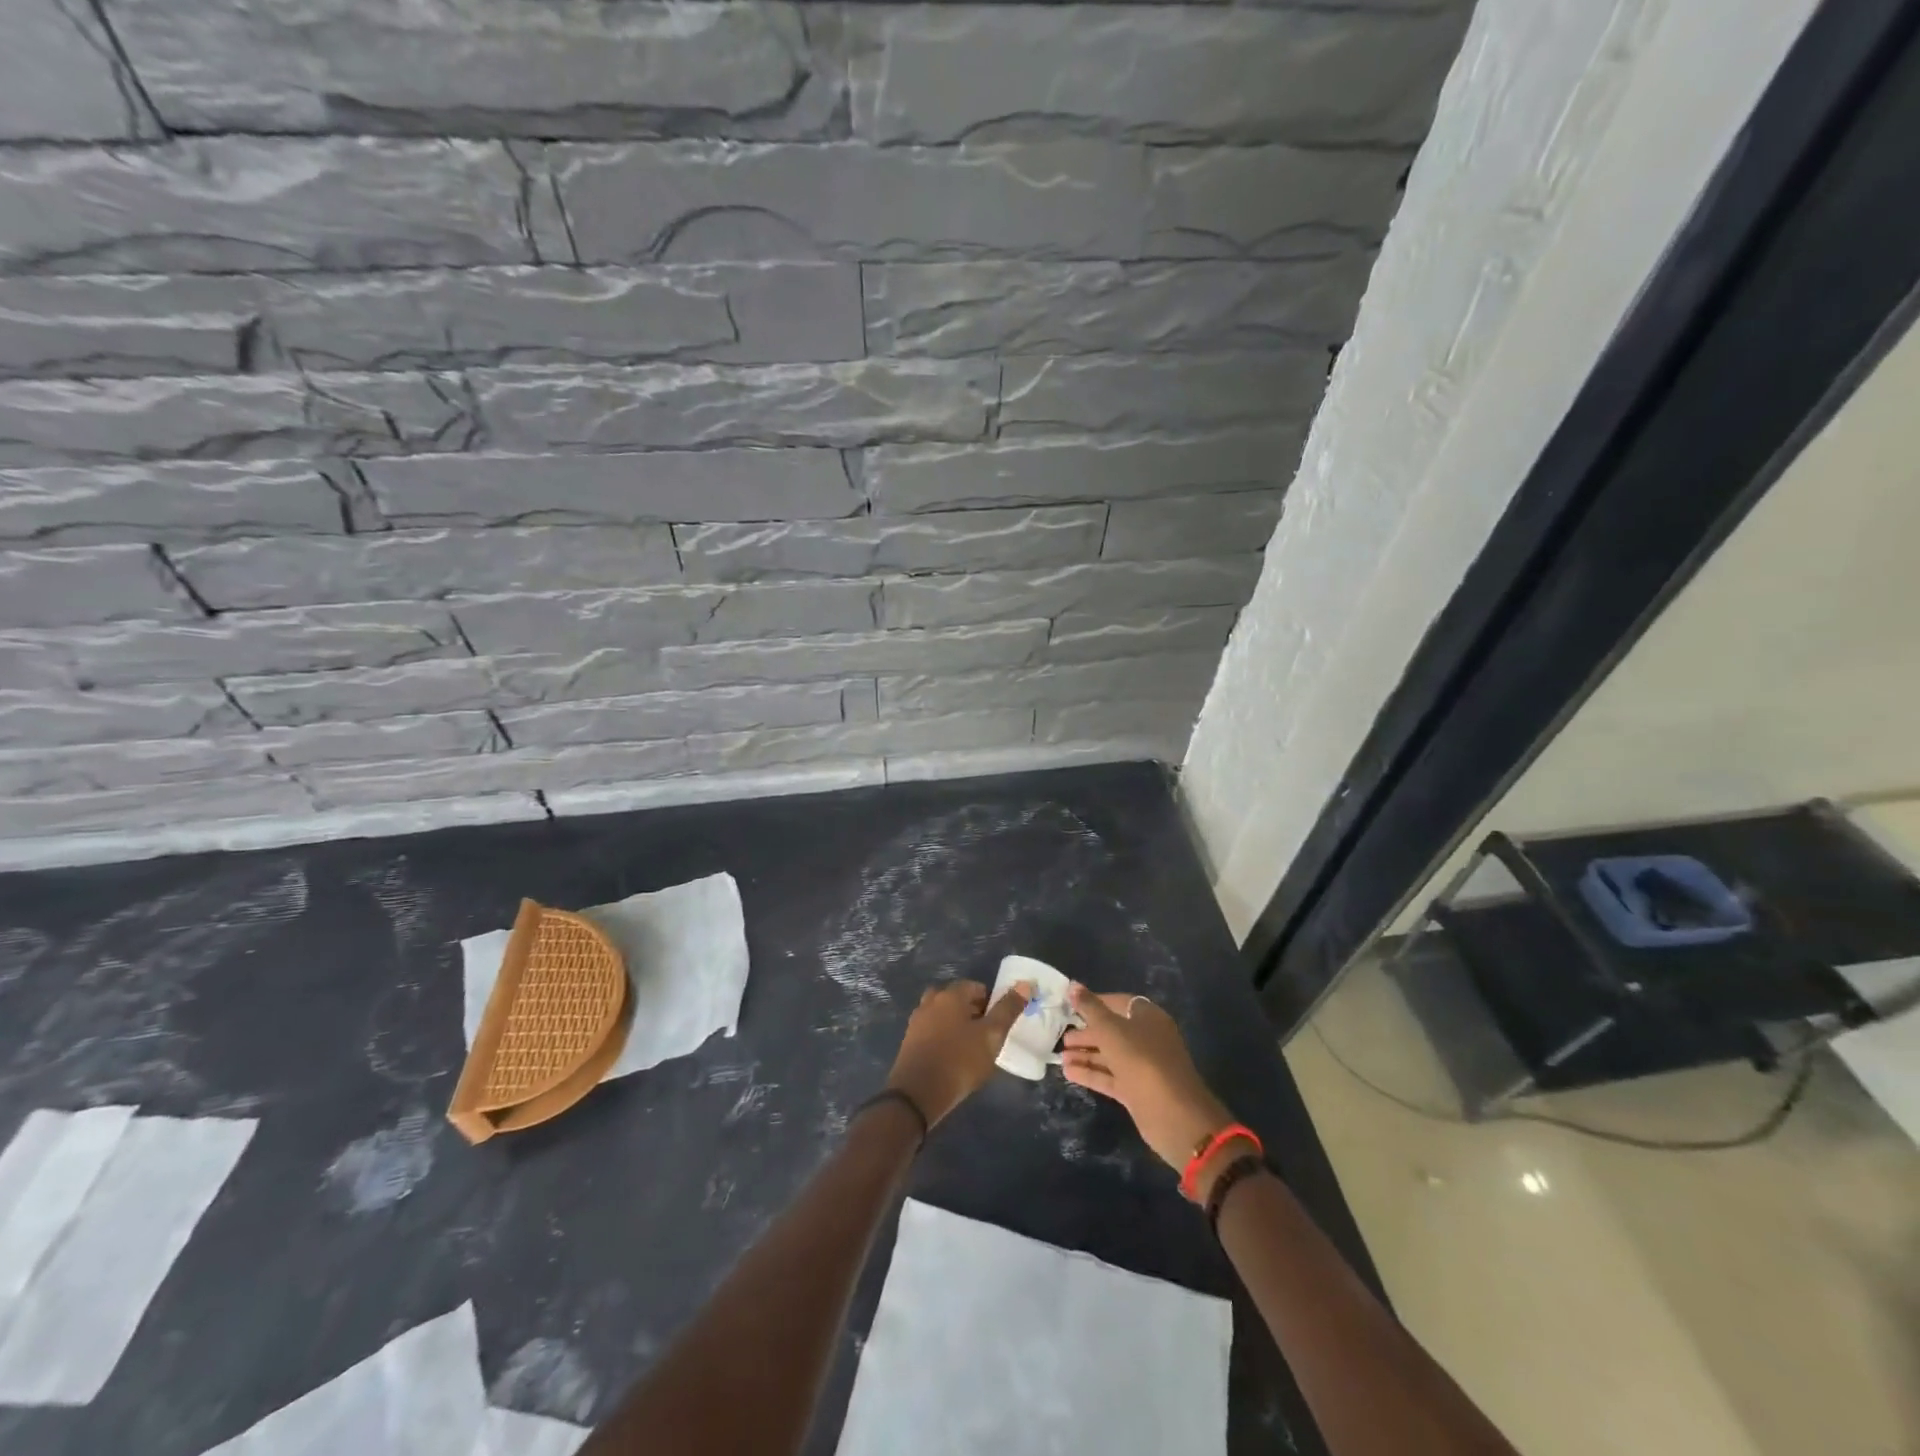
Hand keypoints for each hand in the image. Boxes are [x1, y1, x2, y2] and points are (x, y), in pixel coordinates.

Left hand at [885, 979, 1033, 1127]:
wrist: (918, 1094)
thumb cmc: (960, 1060)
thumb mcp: (991, 1036)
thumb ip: (1008, 1009)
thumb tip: (1025, 984)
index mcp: (951, 995)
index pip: (976, 987)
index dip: (991, 1002)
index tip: (999, 1023)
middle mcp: (931, 1001)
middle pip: (957, 999)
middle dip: (973, 1011)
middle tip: (986, 1035)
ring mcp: (917, 1021)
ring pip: (943, 1015)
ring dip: (957, 1024)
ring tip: (971, 1047)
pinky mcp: (909, 1041)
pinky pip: (932, 1031)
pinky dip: (943, 1037)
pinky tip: (952, 1057)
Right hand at [1061, 985, 1236, 1174]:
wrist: (1174, 1115)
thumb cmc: (1142, 1060)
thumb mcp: (1111, 1030)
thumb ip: (1090, 1008)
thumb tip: (1073, 985)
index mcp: (1148, 1017)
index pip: (1118, 1002)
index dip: (1094, 1002)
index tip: (1070, 1006)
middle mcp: (1147, 1038)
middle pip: (1113, 1029)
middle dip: (1087, 1032)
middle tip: (1062, 1036)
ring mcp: (1142, 1066)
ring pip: (1110, 1054)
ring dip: (1086, 1054)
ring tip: (1060, 1056)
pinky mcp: (1136, 1090)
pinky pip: (1110, 1076)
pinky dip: (1091, 1073)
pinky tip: (1068, 1072)